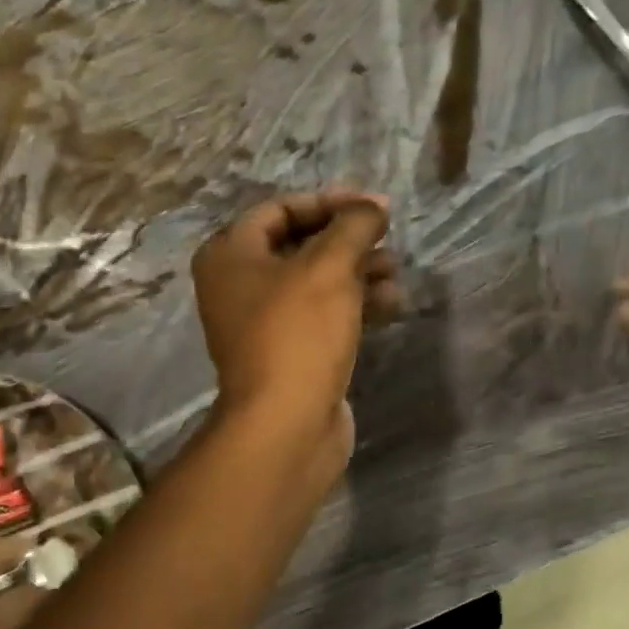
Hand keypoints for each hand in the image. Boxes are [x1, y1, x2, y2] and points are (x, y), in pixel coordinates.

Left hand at [192, 188, 401, 476]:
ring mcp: (264, 325)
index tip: (373, 207)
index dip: (329, 202)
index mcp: (230, 255)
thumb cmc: (298, 334)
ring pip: (317, 284)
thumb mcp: (329, 267)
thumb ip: (354, 226)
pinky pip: (324, 317)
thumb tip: (373, 206)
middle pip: (301, 246)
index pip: (281, 208)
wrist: (286, 425)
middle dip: (349, 241)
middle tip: (389, 239)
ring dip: (359, 273)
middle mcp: (240, 286)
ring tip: (397, 274)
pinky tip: (392, 304)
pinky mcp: (290, 354)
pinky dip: (355, 306)